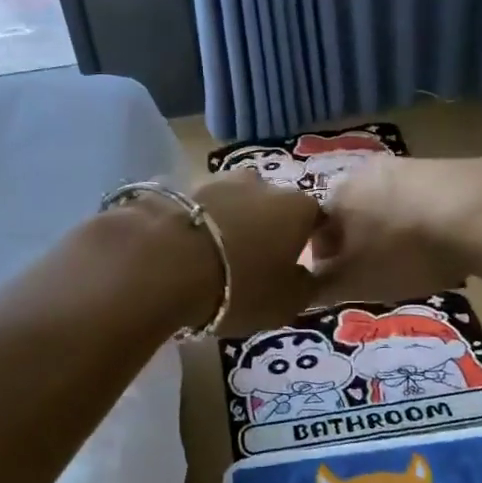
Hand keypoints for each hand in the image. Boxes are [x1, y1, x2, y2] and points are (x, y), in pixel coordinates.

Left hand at [188, 170, 324, 336]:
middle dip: (267, 230)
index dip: (311, 242)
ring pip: (234, 204)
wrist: (165, 264)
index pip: (317, 219)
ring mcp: (218, 179)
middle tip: (254, 264)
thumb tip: (307, 275)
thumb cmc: (239, 287)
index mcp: (298, 207)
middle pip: (273, 207)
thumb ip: (307, 287)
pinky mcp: (180, 185)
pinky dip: (200, 225)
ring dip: (232, 224)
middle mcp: (263, 182)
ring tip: (216, 257)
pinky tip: (188, 249)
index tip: (298, 266)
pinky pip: (200, 209)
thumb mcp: (287, 303)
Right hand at [310, 157, 481, 305]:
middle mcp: (363, 172)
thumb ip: (324, 287)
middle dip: (358, 242)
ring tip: (413, 260)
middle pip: (352, 214)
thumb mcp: (356, 282)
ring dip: (392, 230)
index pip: (314, 230)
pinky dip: (424, 221)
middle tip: (377, 272)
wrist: (480, 213)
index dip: (324, 259)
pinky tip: (443, 242)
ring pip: (386, 205)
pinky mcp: (444, 166)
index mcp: (336, 197)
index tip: (341, 280)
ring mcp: (406, 164)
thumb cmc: (404, 251)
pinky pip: (421, 199)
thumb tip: (306, 288)